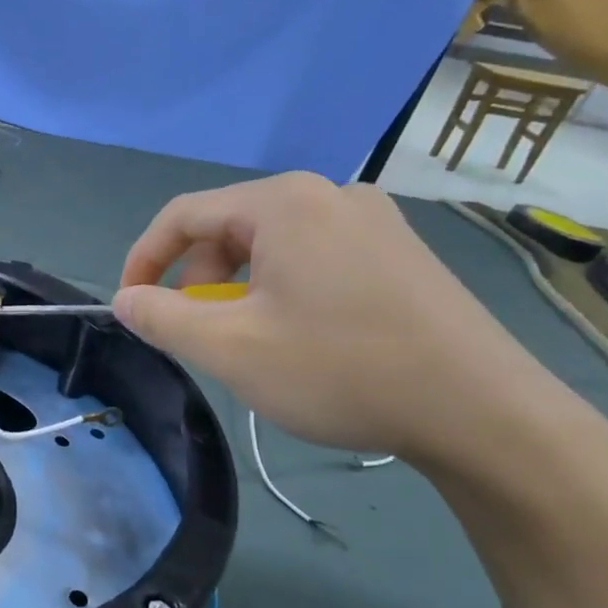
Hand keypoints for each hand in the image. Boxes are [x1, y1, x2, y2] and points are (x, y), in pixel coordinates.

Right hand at [113, 173, 561, 465]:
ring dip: (236, 289)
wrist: (482, 412)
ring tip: (244, 340)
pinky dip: (280, 290)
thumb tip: (125, 300)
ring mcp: (373, 221)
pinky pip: (313, 258)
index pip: (184, 214)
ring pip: (271, 246)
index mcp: (284, 203)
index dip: (143, 260)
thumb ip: (161, 317)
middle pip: (229, 227)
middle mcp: (329, 195)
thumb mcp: (229, 347)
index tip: (130, 308)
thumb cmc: (340, 370)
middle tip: (195, 334)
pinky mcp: (399, 252)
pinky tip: (297, 336)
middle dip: (196, 280)